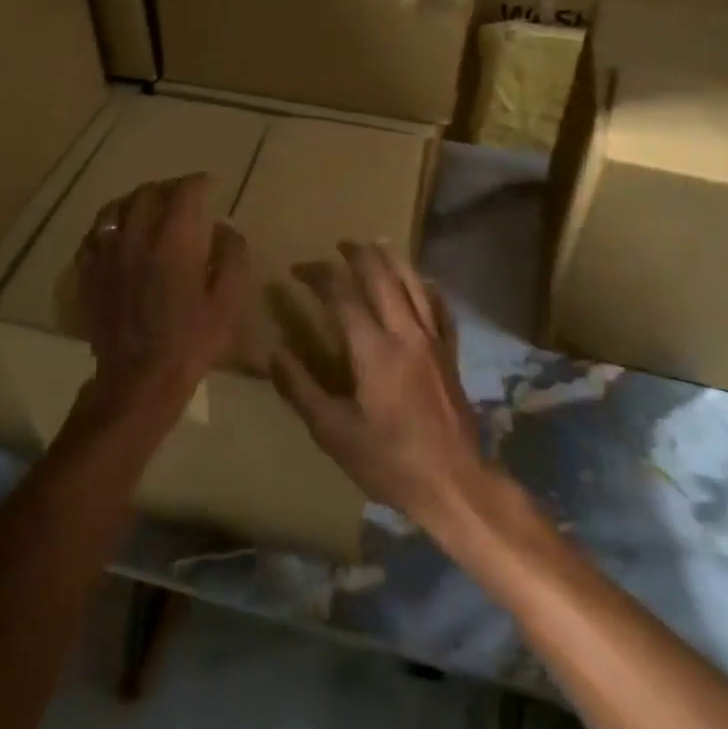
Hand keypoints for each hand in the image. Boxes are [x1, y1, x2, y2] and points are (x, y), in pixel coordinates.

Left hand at [66, 174, 250, 431]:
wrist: (139, 379)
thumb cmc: (191, 341)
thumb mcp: (228, 301)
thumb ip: (232, 255)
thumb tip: (223, 227)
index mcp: (174, 241)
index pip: (184, 192)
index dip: (199, 182)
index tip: (210, 185)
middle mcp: (136, 237)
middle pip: (148, 192)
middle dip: (169, 187)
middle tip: (183, 196)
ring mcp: (106, 253)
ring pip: (116, 207)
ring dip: (137, 200)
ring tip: (149, 208)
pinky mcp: (87, 272)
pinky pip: (94, 233)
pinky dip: (110, 224)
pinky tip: (120, 234)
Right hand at [270, 242, 496, 532]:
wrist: (455, 483)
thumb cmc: (390, 462)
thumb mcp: (334, 433)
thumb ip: (301, 391)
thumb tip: (273, 355)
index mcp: (375, 351)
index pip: (344, 296)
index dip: (319, 275)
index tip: (298, 269)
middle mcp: (407, 335)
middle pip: (383, 278)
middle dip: (359, 255)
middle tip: (339, 244)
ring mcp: (434, 342)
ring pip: (415, 285)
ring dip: (394, 261)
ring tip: (377, 246)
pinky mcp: (451, 355)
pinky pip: (440, 308)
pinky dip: (427, 288)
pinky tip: (421, 283)